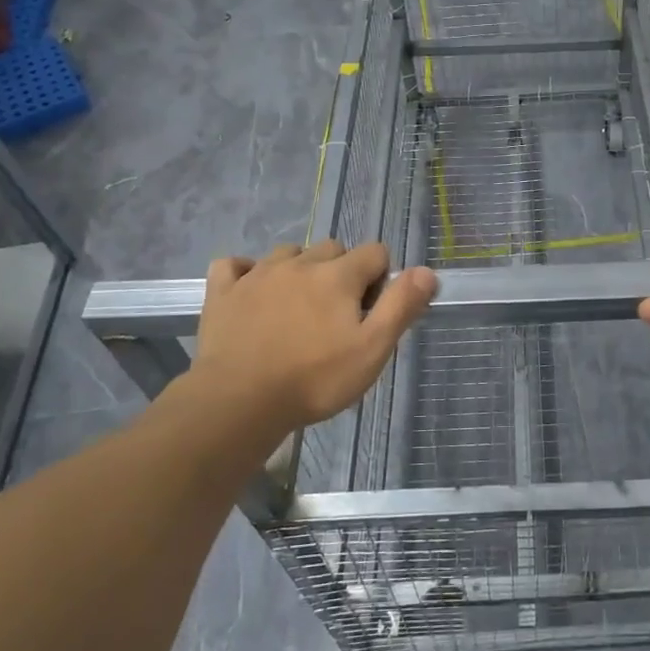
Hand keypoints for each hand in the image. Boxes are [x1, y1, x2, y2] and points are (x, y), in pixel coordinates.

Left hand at [183, 240, 436, 435]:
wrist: (239, 401)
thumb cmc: (315, 379)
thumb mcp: (372, 349)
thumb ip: (401, 306)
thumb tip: (426, 271)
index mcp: (338, 275)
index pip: (374, 252)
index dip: (380, 277)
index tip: (371, 312)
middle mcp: (299, 263)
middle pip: (332, 249)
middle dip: (342, 272)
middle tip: (338, 315)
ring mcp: (257, 274)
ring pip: (288, 254)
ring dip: (300, 269)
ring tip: (299, 306)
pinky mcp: (223, 292)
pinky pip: (234, 265)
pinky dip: (245, 271)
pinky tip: (251, 291)